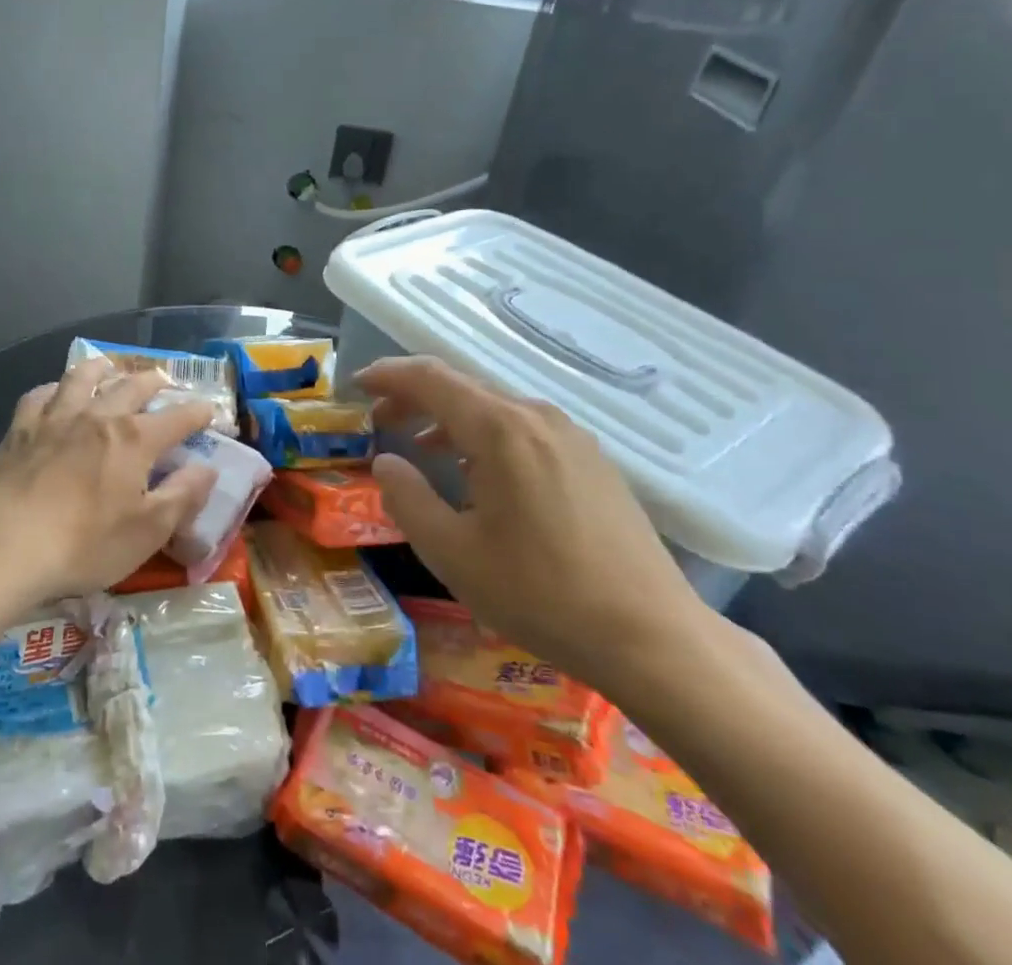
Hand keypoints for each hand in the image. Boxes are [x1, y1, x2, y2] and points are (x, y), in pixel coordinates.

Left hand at [0, 360, 217, 614]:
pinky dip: (54, 388)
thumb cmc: (83, 544)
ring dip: (102, 369)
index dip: (198, 413)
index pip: (178, 418)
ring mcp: (56, 417)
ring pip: (83, 378)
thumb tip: (208, 468)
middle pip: (132, 386)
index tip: (210, 411)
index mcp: (134, 439)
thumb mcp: (147, 531)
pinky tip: (54, 394)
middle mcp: (99, 416)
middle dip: (153, 381)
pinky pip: (41, 395)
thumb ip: (182, 496)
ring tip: (109, 366)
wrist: (3, 547)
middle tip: (163, 380)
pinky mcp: (21, 429)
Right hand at [356, 357, 713, 695]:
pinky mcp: (592, 461)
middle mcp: (537, 417)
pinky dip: (485, 435)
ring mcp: (571, 437)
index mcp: (500, 429)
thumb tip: (387, 461)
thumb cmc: (541, 593)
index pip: (431, 377)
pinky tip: (480, 473)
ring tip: (421, 446)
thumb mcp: (453, 553)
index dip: (389, 375)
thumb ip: (408, 498)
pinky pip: (524, 429)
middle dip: (415, 397)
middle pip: (463, 387)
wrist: (653, 638)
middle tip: (380, 420)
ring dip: (450, 418)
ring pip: (495, 408)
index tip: (358, 385)